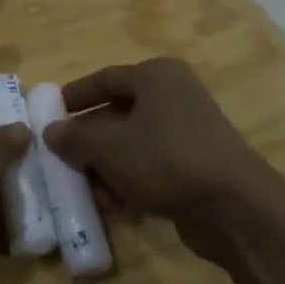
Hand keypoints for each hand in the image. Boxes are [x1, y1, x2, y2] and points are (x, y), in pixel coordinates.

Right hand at [43, 58, 274, 251]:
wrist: (235, 207)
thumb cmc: (166, 159)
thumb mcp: (109, 147)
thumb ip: (74, 138)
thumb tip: (50, 132)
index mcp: (157, 76)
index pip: (105, 78)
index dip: (75, 96)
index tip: (49, 114)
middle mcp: (174, 96)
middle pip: (119, 112)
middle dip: (88, 138)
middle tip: (60, 156)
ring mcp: (188, 132)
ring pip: (133, 143)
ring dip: (105, 165)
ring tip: (80, 187)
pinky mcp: (196, 165)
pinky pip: (152, 166)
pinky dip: (129, 180)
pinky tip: (108, 204)